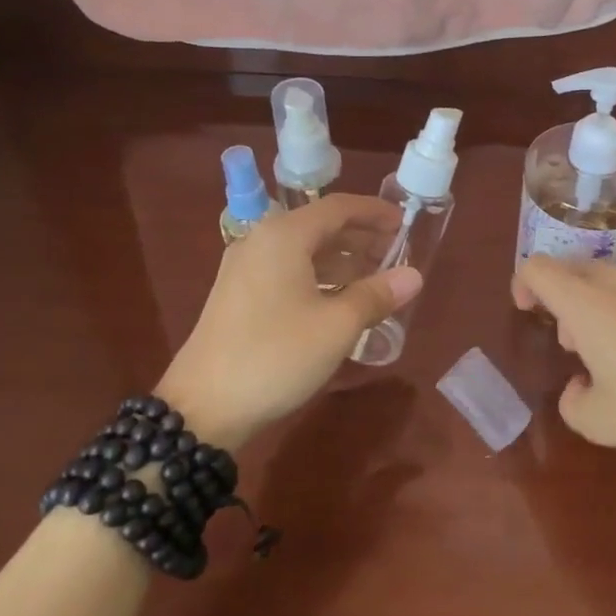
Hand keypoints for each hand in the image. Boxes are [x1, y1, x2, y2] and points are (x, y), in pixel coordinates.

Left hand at [158, 195, 420, 447]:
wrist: (202, 409)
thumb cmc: (275, 356)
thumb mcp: (337, 326)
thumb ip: (377, 295)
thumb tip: (414, 276)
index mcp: (284, 236)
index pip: (338, 207)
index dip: (375, 212)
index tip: (405, 223)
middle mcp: (261, 241)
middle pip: (320, 225)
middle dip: (361, 236)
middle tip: (396, 253)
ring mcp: (245, 267)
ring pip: (304, 249)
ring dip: (342, 258)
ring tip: (376, 278)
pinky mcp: (238, 294)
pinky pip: (288, 269)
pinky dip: (319, 275)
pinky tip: (340, 299)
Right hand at [511, 258, 615, 462]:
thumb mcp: (600, 421)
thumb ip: (573, 403)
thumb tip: (578, 386)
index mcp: (585, 301)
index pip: (538, 268)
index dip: (522, 284)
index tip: (526, 311)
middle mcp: (615, 281)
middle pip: (571, 269)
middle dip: (559, 299)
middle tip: (568, 343)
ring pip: (605, 280)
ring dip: (593, 307)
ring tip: (606, 354)